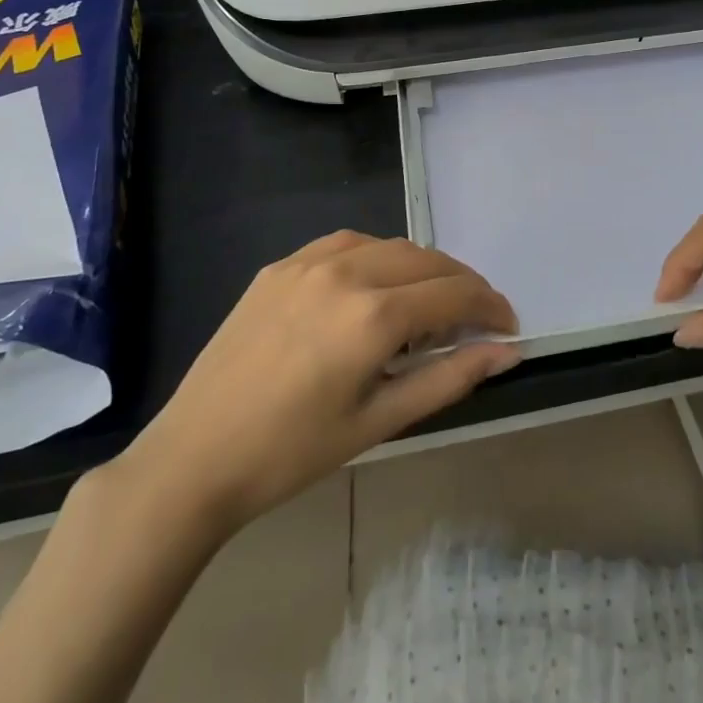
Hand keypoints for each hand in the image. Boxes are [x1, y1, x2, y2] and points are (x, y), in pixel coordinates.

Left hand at [112, 230, 519, 540]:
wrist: (194, 458)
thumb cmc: (293, 453)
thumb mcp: (380, 421)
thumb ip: (450, 377)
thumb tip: (507, 352)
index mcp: (373, 315)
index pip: (455, 293)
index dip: (490, 307)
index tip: (507, 327)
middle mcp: (347, 271)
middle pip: (428, 260)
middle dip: (463, 285)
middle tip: (475, 319)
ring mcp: (308, 261)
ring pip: (390, 245)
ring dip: (421, 268)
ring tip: (428, 304)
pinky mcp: (280, 265)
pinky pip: (346, 244)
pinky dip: (376, 257)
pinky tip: (373, 287)